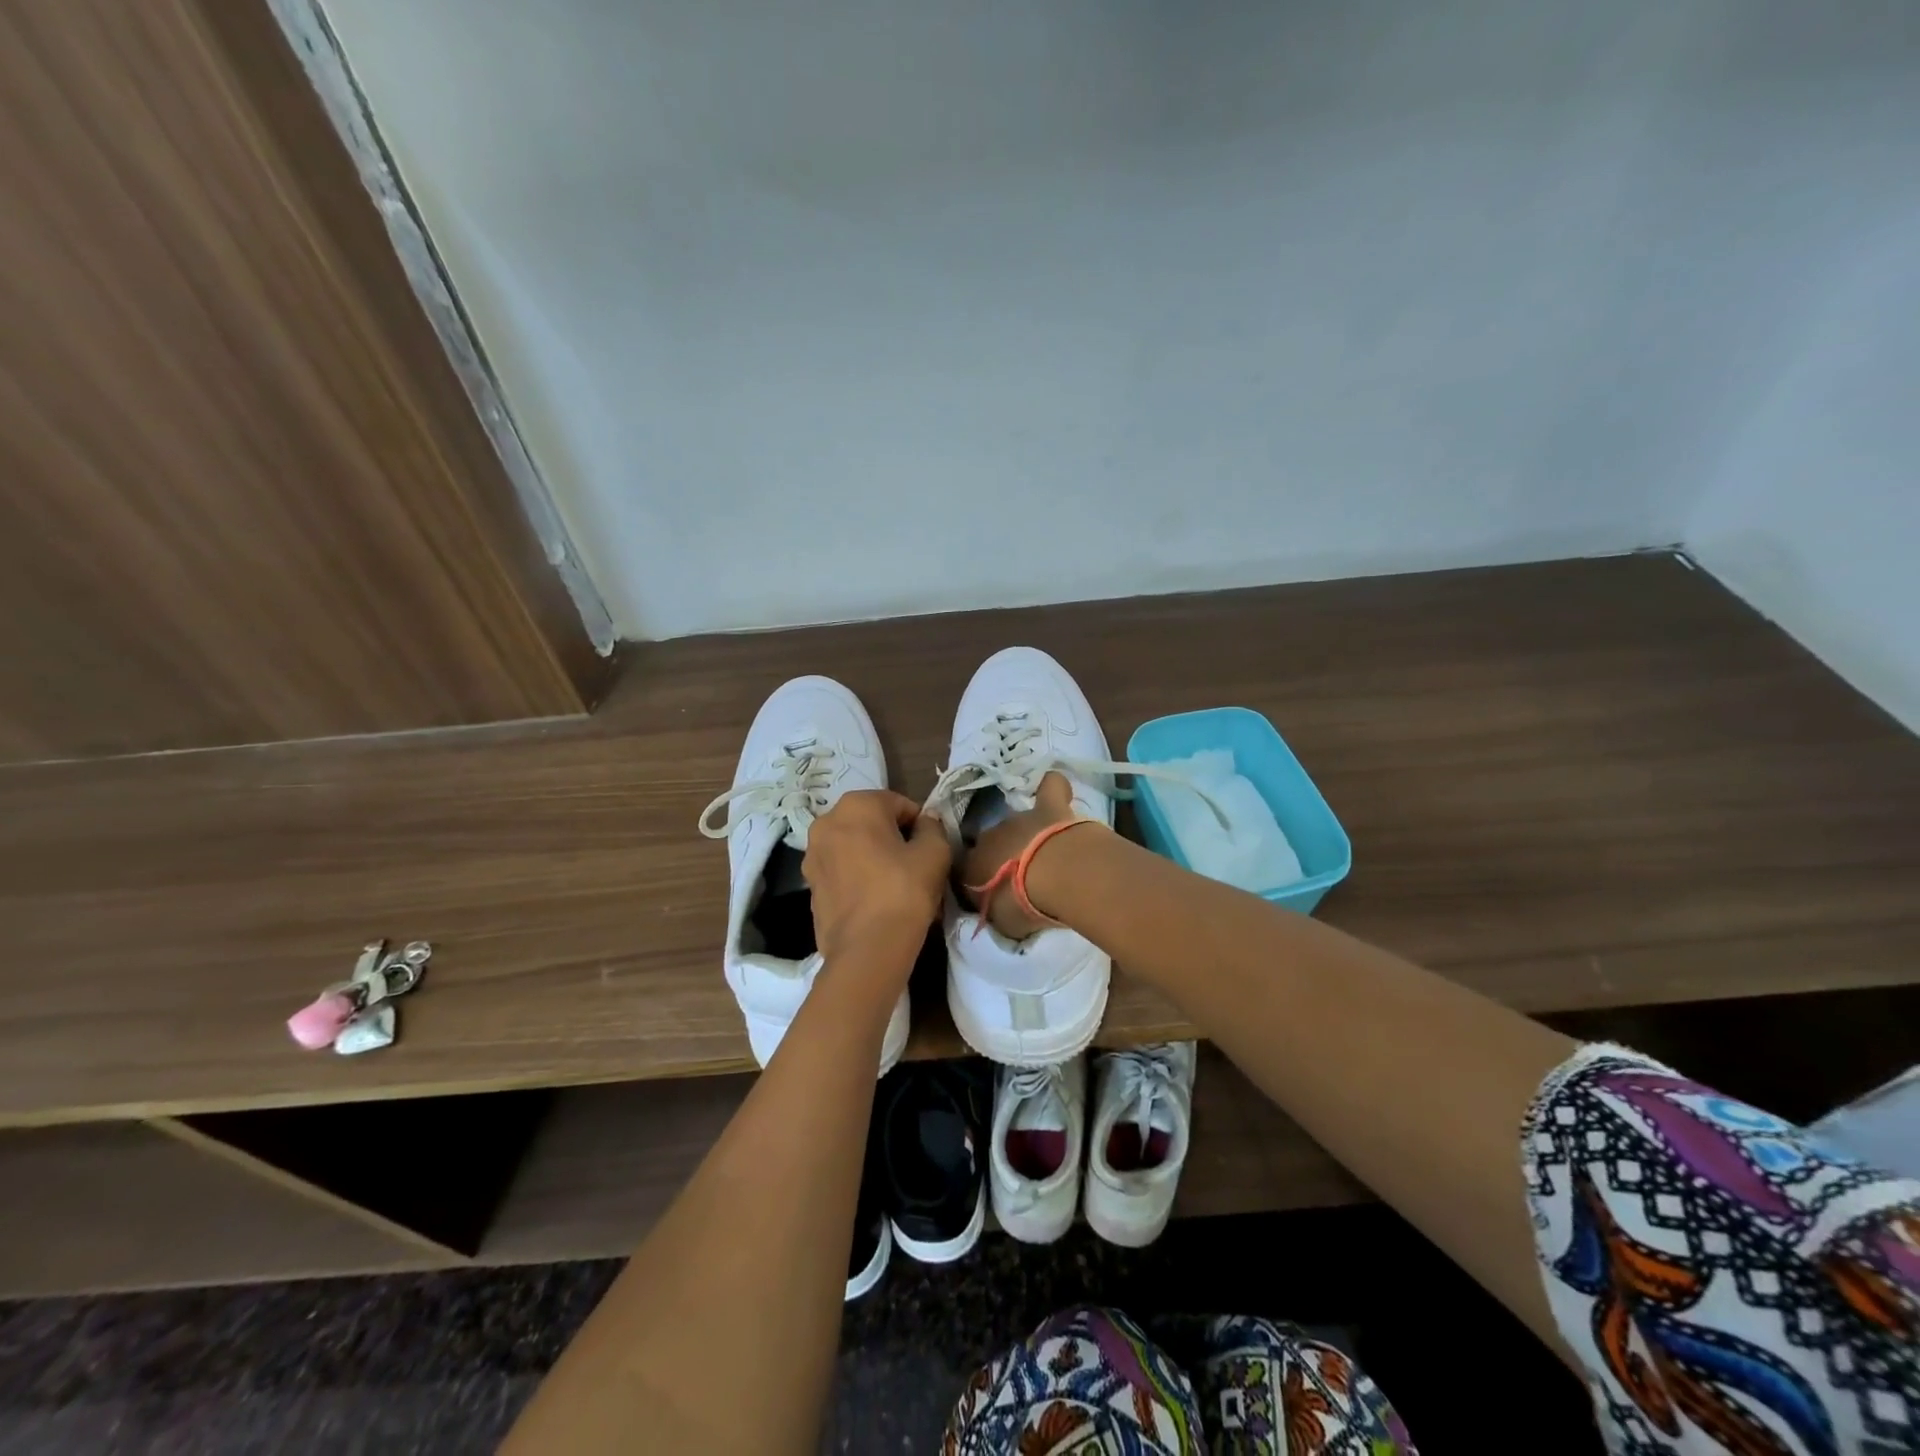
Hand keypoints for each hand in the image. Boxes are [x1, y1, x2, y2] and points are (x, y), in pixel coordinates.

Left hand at [803, 790, 952, 967]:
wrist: (867, 950)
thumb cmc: (904, 891)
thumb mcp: (935, 852)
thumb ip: (932, 827)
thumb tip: (924, 823)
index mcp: (856, 805)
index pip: (899, 804)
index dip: (919, 825)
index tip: (929, 849)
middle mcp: (826, 822)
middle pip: (872, 823)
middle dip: (893, 838)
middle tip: (914, 866)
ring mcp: (812, 855)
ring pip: (854, 847)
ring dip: (873, 857)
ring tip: (895, 885)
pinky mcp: (809, 885)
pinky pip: (841, 871)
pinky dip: (857, 877)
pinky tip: (875, 900)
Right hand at [958, 771, 1082, 939]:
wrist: (1055, 874)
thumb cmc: (1023, 906)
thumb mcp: (1002, 923)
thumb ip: (996, 912)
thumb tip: (999, 908)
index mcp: (972, 866)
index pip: (965, 870)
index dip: (977, 881)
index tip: (991, 894)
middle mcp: (989, 838)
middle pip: (991, 844)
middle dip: (1003, 856)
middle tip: (1023, 878)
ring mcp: (1019, 819)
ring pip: (1017, 823)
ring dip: (1027, 835)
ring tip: (1046, 854)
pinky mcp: (1049, 807)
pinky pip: (1049, 789)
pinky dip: (1051, 789)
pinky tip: (1056, 792)